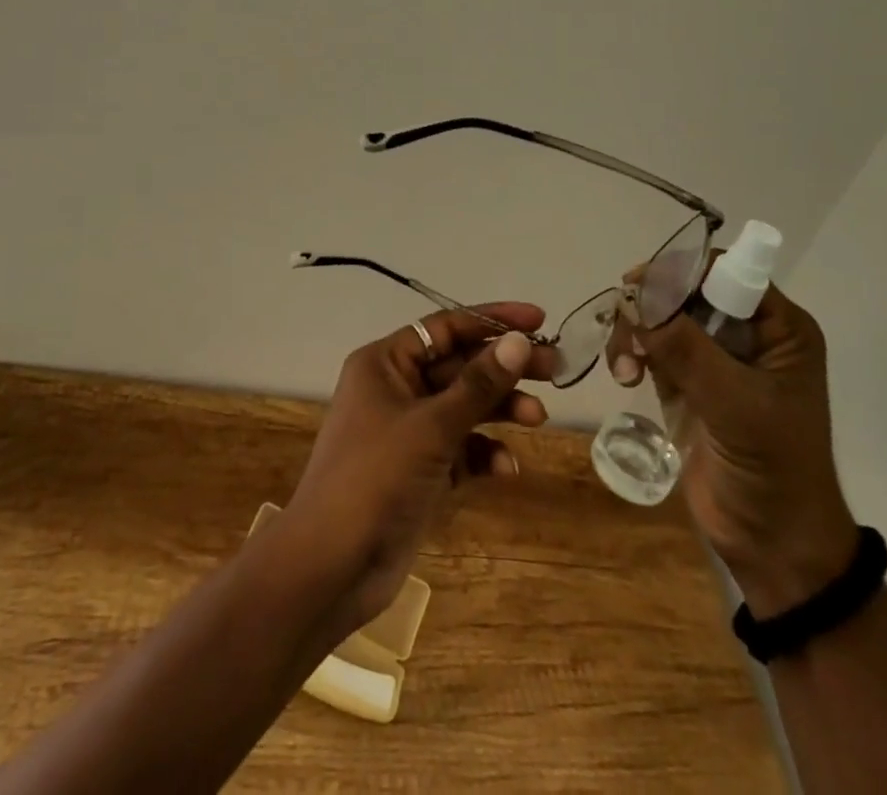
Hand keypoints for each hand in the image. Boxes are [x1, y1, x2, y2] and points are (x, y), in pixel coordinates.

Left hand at [282, 304, 559, 629]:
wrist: (331, 566)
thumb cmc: (375, 478)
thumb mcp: (431, 426)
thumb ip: (478, 384)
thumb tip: (518, 341)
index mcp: (386, 363)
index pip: (445, 328)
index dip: (492, 320)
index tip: (538, 320)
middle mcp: (396, 388)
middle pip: (460, 366)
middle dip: (504, 367)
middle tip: (554, 368)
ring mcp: (408, 432)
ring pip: (464, 407)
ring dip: (500, 409)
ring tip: (539, 417)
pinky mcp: (420, 471)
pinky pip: (461, 449)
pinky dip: (484, 454)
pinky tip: (507, 468)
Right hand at [608, 261, 857, 617]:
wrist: (774, 545)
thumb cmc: (773, 468)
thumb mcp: (735, 404)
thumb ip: (686, 348)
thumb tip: (635, 298)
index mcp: (778, 328)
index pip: (725, 272)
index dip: (681, 270)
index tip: (638, 286)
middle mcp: (746, 333)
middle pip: (684, 289)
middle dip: (649, 304)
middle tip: (625, 325)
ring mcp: (714, 358)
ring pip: (660, 316)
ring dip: (634, 331)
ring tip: (623, 367)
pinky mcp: (687, 382)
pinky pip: (649, 346)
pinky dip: (629, 352)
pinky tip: (623, 376)